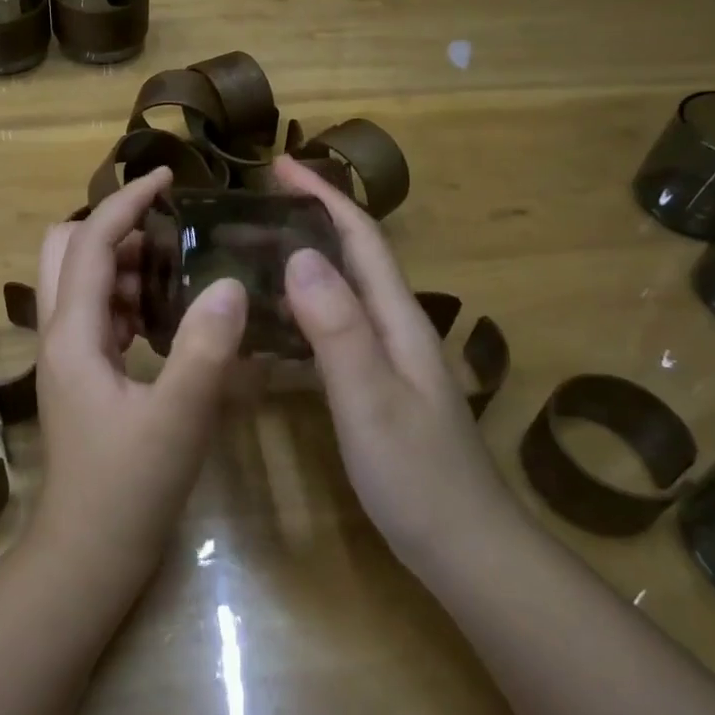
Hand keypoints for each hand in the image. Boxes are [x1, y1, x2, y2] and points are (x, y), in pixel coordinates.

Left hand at [31, 168, 248, 587]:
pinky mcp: (81, 375)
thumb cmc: (129, 488)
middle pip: (66, 250)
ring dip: (123, 262)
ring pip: (82, 281)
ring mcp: (67, 355)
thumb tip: (230, 282)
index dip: (126, 202)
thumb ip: (205, 348)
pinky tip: (168, 315)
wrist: (87, 554)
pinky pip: (97, 313)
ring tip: (180, 269)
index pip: (91, 242)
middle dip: (114, 227)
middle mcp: (59, 334)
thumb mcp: (179, 418)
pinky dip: (127, 296)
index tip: (169, 177)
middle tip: (171, 232)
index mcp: (73, 334)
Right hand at [269, 156, 510, 564]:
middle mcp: (395, 326)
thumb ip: (338, 328)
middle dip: (308, 219)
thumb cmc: (417, 475)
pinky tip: (270, 324)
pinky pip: (333, 329)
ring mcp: (387, 358)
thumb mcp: (371, 399)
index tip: (278, 166)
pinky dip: (300, 310)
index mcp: (397, 318)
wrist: (465, 549)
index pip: (361, 238)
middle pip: (352, 256)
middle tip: (249, 210)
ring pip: (341, 291)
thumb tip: (301, 254)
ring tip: (250, 253)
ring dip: (302, 261)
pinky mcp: (375, 386)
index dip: (323, 196)